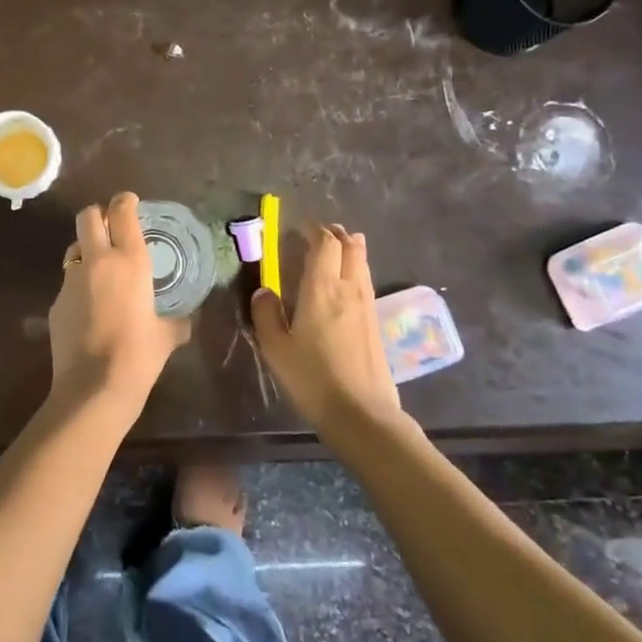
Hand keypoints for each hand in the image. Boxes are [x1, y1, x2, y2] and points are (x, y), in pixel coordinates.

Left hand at [48, 193, 190, 409]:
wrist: (94, 388)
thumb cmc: (139, 356)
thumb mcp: (167, 336)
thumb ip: (176, 321)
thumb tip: (183, 322)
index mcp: (129, 261)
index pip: (122, 212)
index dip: (125, 201)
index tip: (130, 202)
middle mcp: (97, 261)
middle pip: (88, 216)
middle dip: (98, 215)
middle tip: (110, 226)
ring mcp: (71, 281)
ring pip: (74, 248)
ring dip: (86, 251)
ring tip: (100, 272)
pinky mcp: (55, 304)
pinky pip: (68, 283)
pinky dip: (79, 287)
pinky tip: (90, 310)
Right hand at [252, 223, 403, 437]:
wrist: (362, 414)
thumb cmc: (313, 379)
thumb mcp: (276, 349)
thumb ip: (267, 315)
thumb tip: (263, 291)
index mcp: (322, 288)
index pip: (325, 244)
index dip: (315, 230)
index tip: (301, 227)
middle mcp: (349, 289)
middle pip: (350, 248)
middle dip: (337, 235)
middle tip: (322, 232)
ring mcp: (368, 306)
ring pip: (363, 264)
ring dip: (351, 250)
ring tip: (340, 247)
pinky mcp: (377, 324)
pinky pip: (367, 283)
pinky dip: (357, 271)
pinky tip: (348, 284)